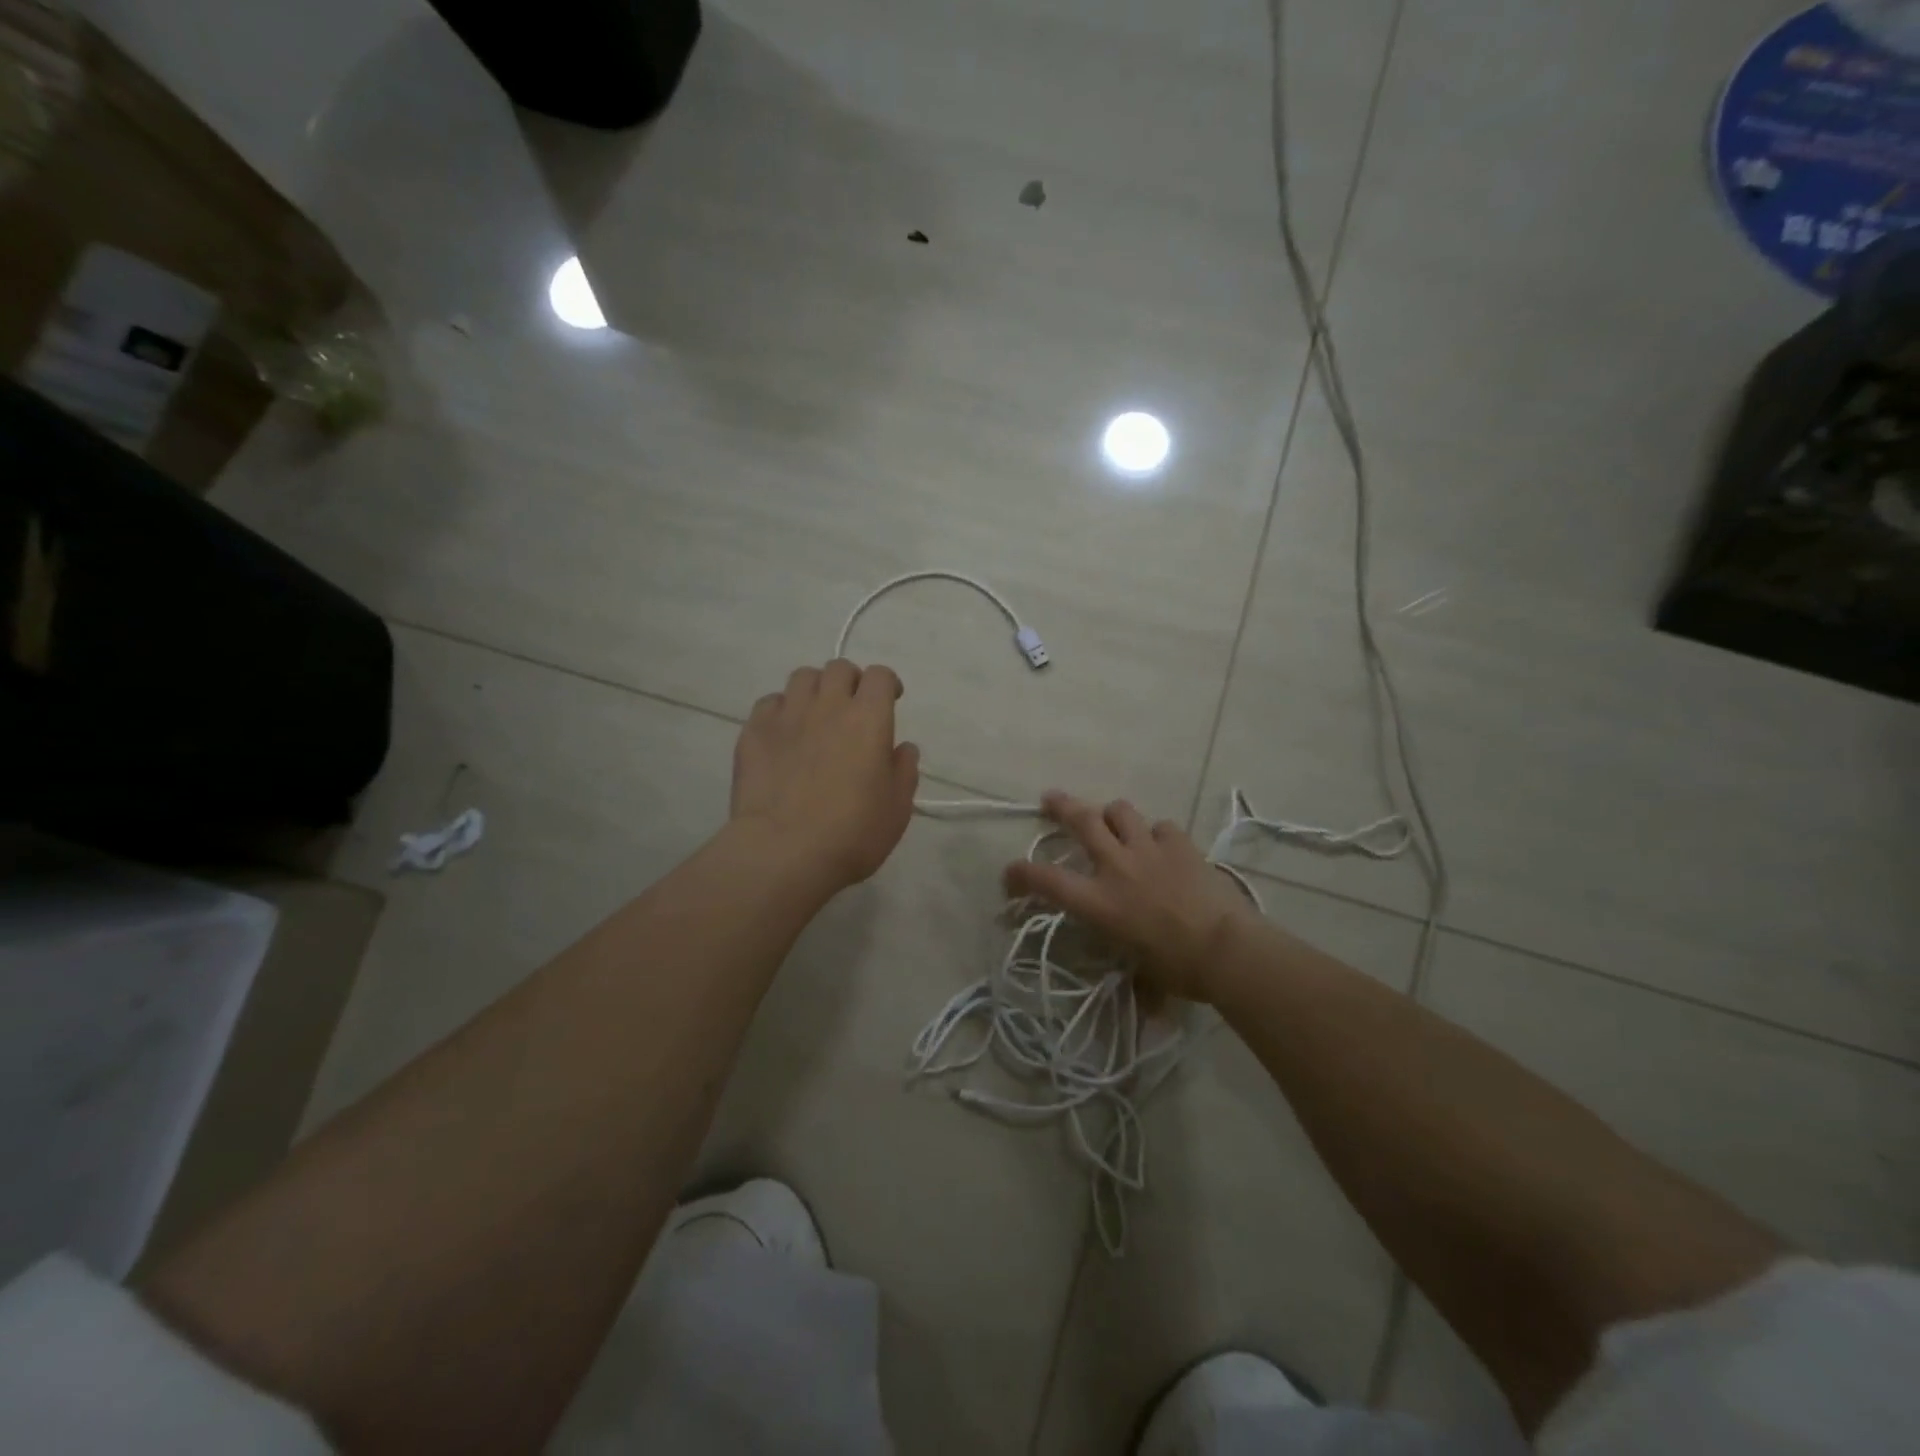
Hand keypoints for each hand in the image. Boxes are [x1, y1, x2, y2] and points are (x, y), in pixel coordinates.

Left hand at [730, 659, 919, 890]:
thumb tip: (902, 748)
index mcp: (868, 718)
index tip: (890, 700)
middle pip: (838, 668)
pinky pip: (769, 703)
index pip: (879, 675)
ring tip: (816, 715)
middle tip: (852, 707)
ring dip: (815, 689)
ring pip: (802, 677)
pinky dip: (781, 710)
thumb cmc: (852, 833)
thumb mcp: (897, 808)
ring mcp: (786, 715)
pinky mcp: (753, 731)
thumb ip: (904, 770)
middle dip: (850, 681)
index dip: (886, 684)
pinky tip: (784, 734)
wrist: (783, 851)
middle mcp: (827, 705)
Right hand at [1003, 791, 1259, 1002]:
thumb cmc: (1179, 969)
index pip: (1047, 881)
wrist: (1226, 949)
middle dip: (1061, 806)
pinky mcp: (1180, 845)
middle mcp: (1117, 867)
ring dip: (1111, 814)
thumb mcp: (1141, 971)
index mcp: (1099, 902)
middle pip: (1081, 821)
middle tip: (1050, 799)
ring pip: (1120, 811)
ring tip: (1112, 820)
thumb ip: (1134, 972)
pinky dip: (1156, 834)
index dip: (1022, 874)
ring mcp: (1149, 850)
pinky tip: (1162, 845)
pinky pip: (1160, 827)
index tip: (1010, 872)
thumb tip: (1147, 1006)